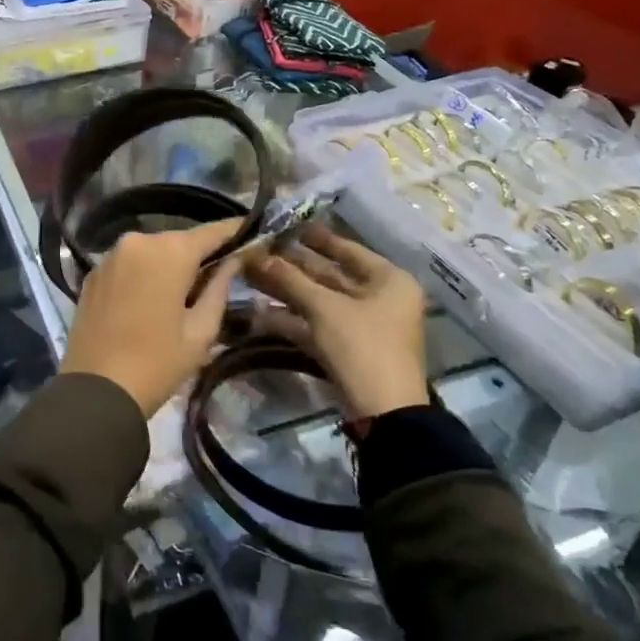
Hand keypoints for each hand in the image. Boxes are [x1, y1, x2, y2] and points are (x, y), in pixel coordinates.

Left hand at [60, 220, 244, 416]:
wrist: (96, 390)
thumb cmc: (158, 362)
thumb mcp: (201, 330)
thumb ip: (220, 287)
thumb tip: (234, 261)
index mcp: (169, 251)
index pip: (211, 231)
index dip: (234, 231)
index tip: (253, 233)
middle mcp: (138, 241)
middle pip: (179, 240)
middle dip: (199, 254)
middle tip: (220, 274)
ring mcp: (111, 255)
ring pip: (152, 251)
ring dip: (169, 265)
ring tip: (185, 291)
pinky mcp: (93, 273)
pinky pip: (129, 264)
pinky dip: (144, 273)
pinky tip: (151, 298)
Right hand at [244, 226, 428, 417]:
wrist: (384, 414)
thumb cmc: (363, 346)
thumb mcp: (324, 308)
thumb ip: (290, 279)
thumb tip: (257, 255)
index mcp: (388, 280)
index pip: (347, 249)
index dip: (314, 238)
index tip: (284, 226)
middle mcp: (380, 298)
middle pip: (330, 275)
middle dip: (292, 266)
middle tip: (257, 251)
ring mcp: (364, 325)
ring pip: (319, 301)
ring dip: (286, 292)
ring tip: (250, 277)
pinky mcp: (348, 349)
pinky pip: (317, 325)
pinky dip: (292, 319)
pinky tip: (259, 313)